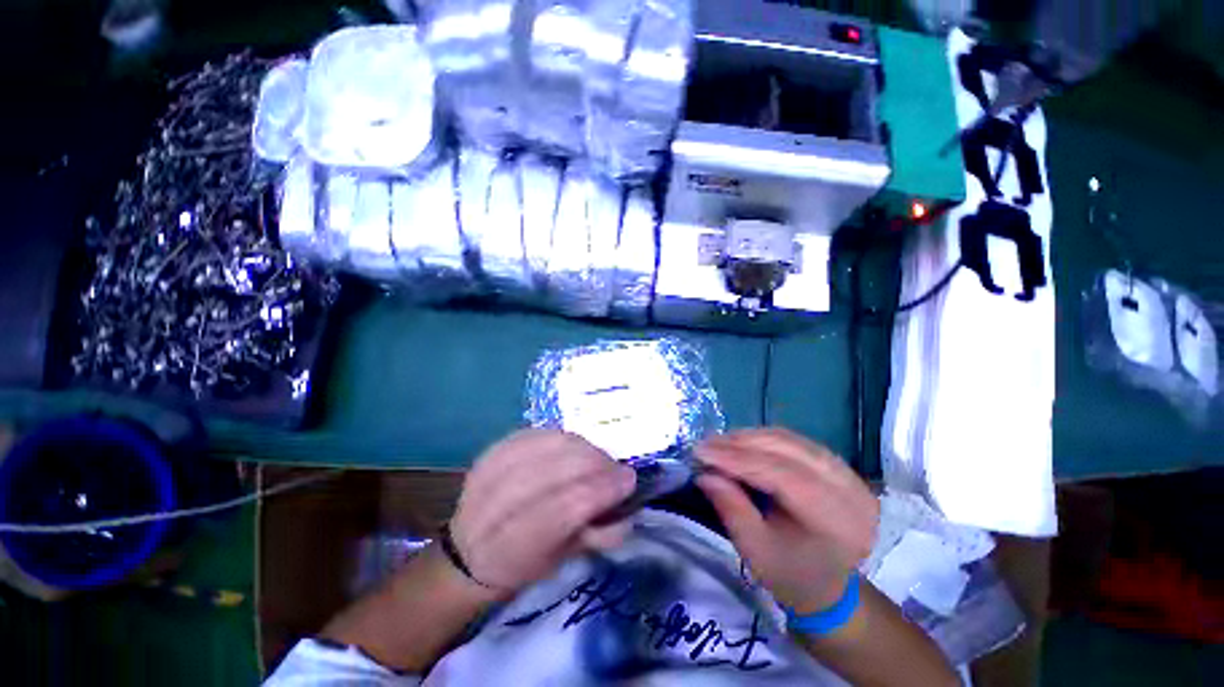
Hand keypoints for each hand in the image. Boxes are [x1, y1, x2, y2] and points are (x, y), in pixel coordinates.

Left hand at [450, 429, 637, 594]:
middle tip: (615, 468)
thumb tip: (628, 502)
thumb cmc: (521, 564)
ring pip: (555, 443)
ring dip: (585, 448)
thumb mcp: (563, 562)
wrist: (467, 553)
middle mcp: (502, 502)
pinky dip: (564, 439)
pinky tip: (573, 449)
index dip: (606, 487)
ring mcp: (495, 469)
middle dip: (600, 463)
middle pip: (564, 466)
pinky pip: (541, 433)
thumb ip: (600, 533)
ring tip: (596, 458)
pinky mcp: (494, 449)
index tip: (630, 480)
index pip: (573, 503)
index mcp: (519, 543)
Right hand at [696, 429, 877, 613]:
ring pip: (790, 439)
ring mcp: (847, 473)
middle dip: (741, 443)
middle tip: (706, 445)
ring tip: (719, 443)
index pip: (783, 475)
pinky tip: (741, 443)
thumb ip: (731, 507)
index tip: (701, 451)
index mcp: (837, 520)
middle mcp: (850, 489)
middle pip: (788, 449)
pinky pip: (794, 441)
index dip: (738, 459)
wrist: (831, 586)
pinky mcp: (837, 464)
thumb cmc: (792, 576)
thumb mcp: (755, 551)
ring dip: (750, 438)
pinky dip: (763, 439)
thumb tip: (704, 473)